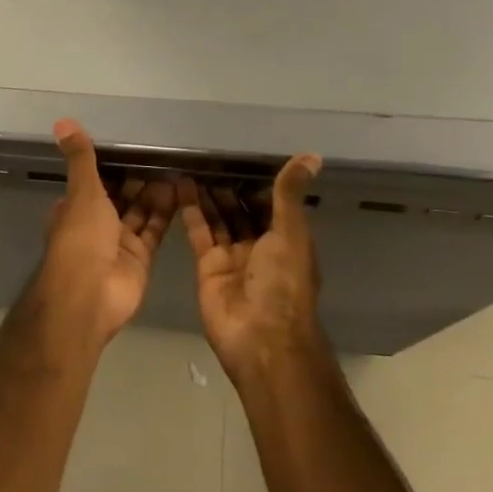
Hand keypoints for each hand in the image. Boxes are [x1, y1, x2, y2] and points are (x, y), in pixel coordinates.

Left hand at [37, 120, 174, 339]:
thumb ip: (81, 158)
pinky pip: (154, 230)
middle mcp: (96, 224)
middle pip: (120, 196)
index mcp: (75, 208)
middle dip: (138, 178)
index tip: (134, 146)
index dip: (112, 166)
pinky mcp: (140, 258)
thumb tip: (62, 121)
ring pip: (139, 211)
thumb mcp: (82, 191)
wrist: (91, 294)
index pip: (95, 181)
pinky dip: (166, 213)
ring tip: (177, 167)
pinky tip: (182, 192)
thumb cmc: (81, 237)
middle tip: (164, 154)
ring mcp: (118, 242)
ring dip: (155, 193)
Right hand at [178, 156, 323, 378]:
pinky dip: (190, 210)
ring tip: (191, 164)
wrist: (260, 337)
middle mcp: (261, 247)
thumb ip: (289, 194)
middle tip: (208, 155)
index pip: (272, 204)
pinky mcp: (207, 266)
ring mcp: (233, 257)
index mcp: (288, 240)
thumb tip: (313, 155)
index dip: (257, 182)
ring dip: (207, 194)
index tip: (240, 154)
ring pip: (219, 219)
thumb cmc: (283, 282)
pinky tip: (180, 185)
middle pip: (242, 210)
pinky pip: (199, 232)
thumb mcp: (290, 233)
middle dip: (228, 187)